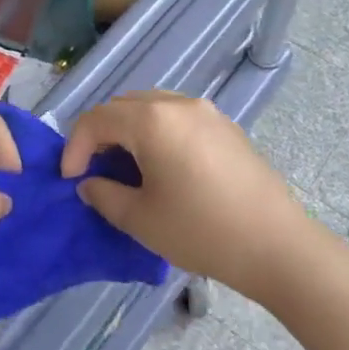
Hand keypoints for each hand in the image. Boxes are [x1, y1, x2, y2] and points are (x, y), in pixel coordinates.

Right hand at [60, 91, 310, 300]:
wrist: (277, 246)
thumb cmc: (201, 231)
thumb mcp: (140, 219)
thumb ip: (104, 195)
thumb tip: (90, 183)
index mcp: (151, 120)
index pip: (97, 119)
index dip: (75, 147)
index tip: (71, 179)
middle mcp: (177, 104)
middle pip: (123, 105)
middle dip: (101, 134)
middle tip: (94, 169)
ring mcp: (206, 111)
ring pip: (151, 107)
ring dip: (129, 130)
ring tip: (126, 167)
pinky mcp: (226, 126)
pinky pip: (177, 116)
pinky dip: (157, 132)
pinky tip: (163, 166)